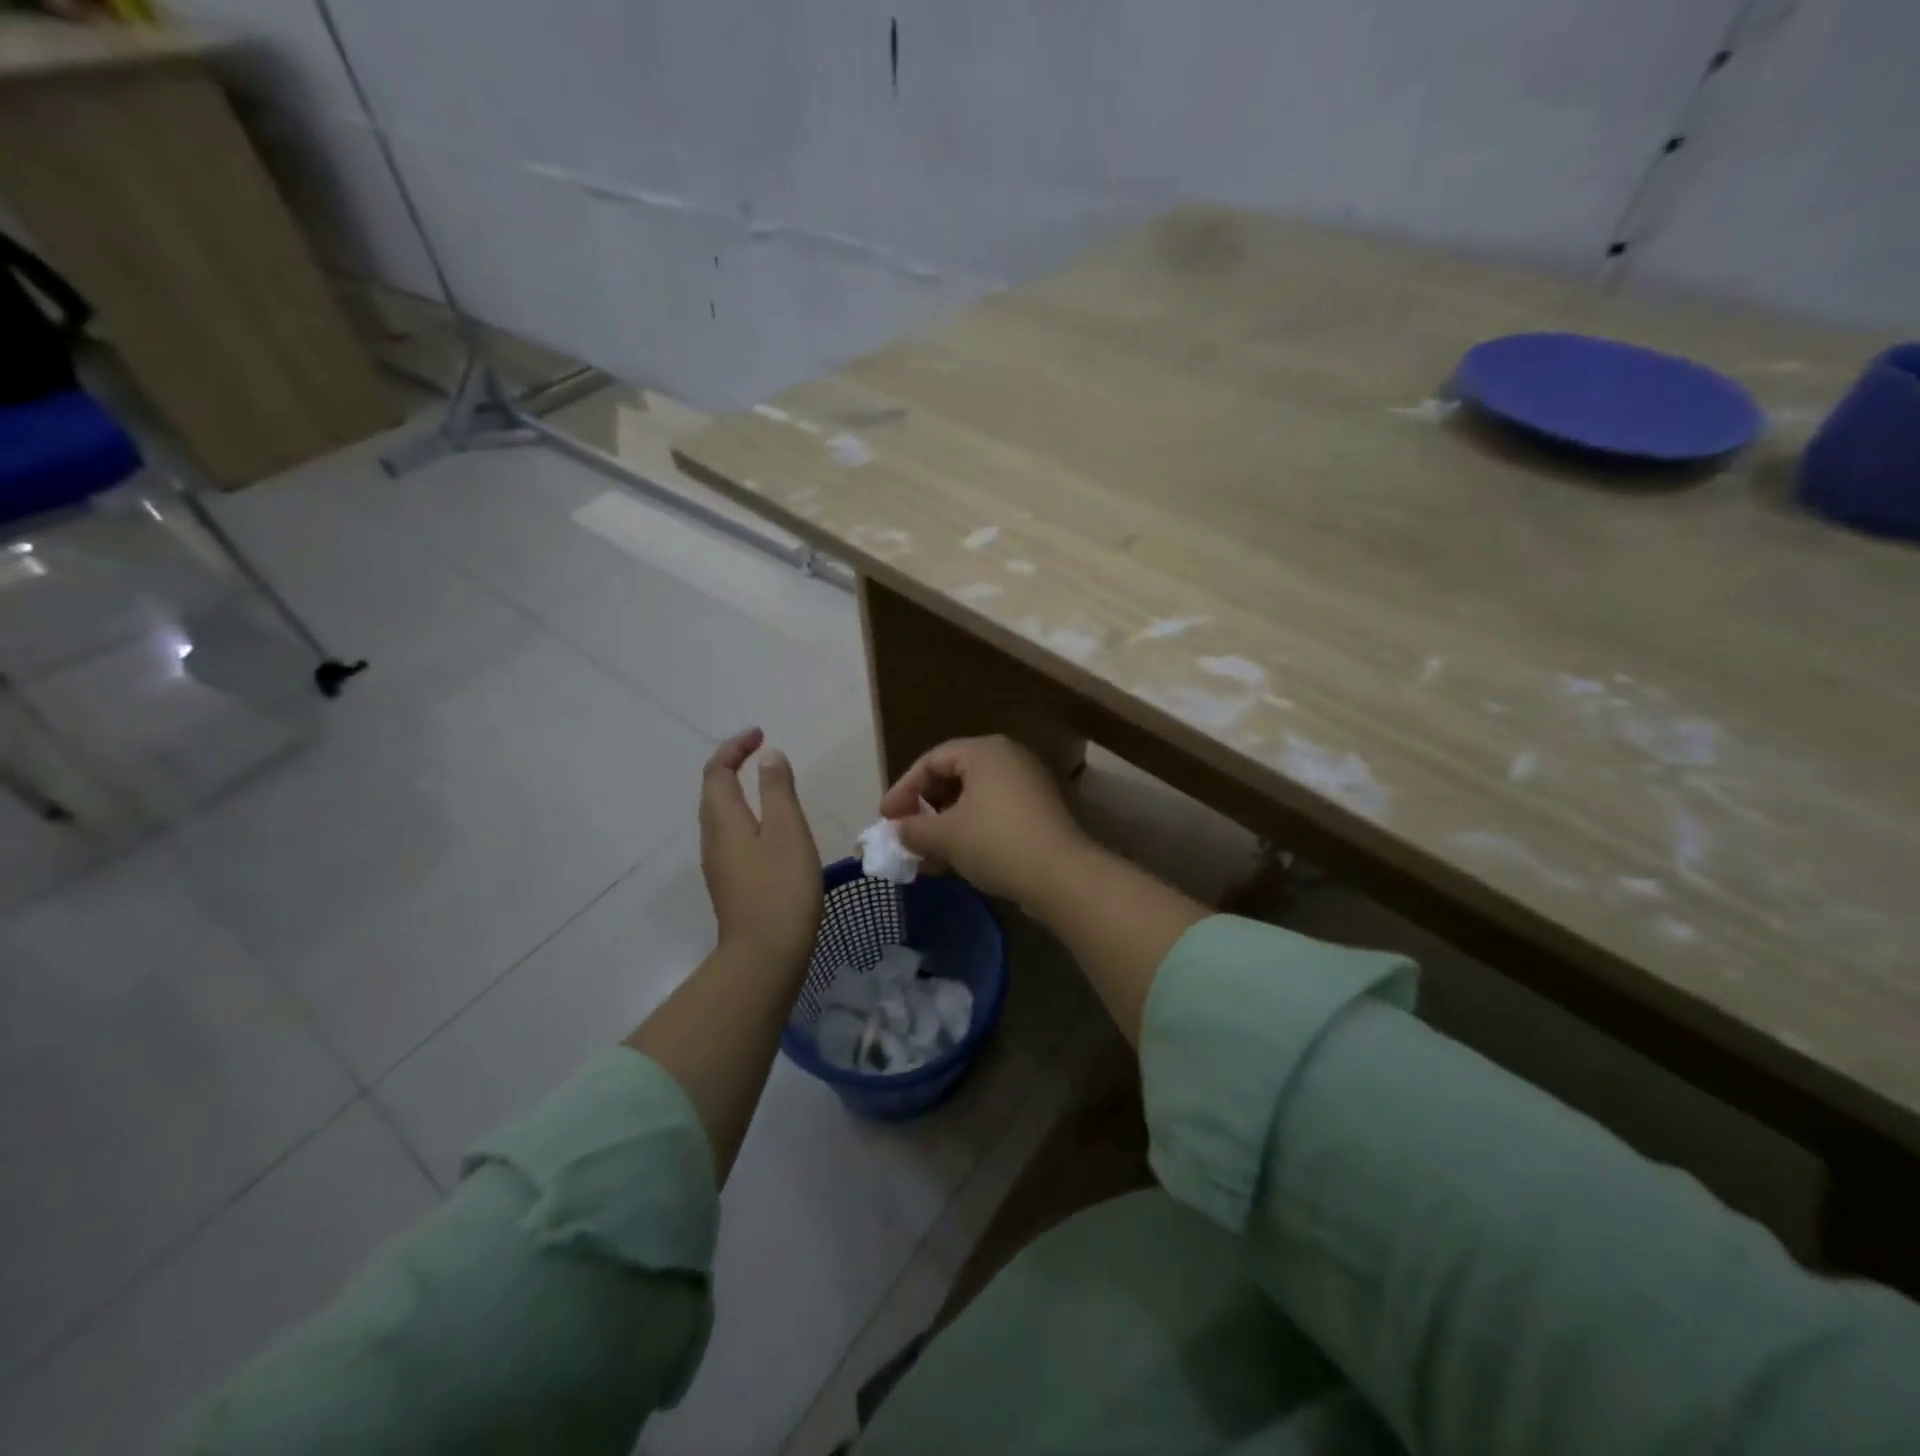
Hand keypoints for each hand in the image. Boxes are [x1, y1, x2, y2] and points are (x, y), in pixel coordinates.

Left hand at [700, 728, 821, 970]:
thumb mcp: (787, 830)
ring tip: (770, 785)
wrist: (764, 955)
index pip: (716, 771)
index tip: (761, 734)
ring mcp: (719, 864)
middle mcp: (713, 838)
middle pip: (713, 791)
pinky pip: (731, 836)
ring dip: (739, 791)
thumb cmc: (781, 887)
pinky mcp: (731, 883)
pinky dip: (746, 816)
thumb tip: (768, 757)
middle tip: (763, 754)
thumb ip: (777, 790)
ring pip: (721, 815)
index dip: (734, 747)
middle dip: (733, 765)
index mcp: (723, 820)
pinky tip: (771, 831)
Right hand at [877, 735, 1088, 900]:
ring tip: (927, 858)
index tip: (886, 819)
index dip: (903, 789)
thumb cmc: (995, 843)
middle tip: (906, 835)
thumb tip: (898, 831)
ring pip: (974, 799)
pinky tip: (956, 861)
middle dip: (924, 809)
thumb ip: (913, 829)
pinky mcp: (1040, 812)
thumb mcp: (944, 836)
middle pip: (953, 777)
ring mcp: (1028, 785)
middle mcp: (1008, 758)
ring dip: (945, 826)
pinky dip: (970, 832)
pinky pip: (994, 813)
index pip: (932, 760)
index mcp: (985, 751)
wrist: (1061, 876)